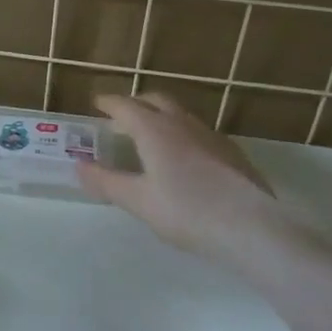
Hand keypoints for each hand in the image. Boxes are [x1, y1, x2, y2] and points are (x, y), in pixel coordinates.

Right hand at [77, 93, 296, 267]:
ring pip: (180, 115)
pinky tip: (183, 160)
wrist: (253, 228)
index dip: (109, 103)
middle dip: (136, 104)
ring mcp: (211, 136)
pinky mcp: (232, 153)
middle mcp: (182, 123)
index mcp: (155, 130)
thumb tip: (78, 166)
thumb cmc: (187, 212)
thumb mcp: (139, 201)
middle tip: (121, 118)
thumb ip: (107, 182)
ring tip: (150, 138)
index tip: (96, 103)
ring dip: (160, 118)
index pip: (125, 106)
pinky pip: (198, 133)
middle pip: (156, 101)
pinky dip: (181, 135)